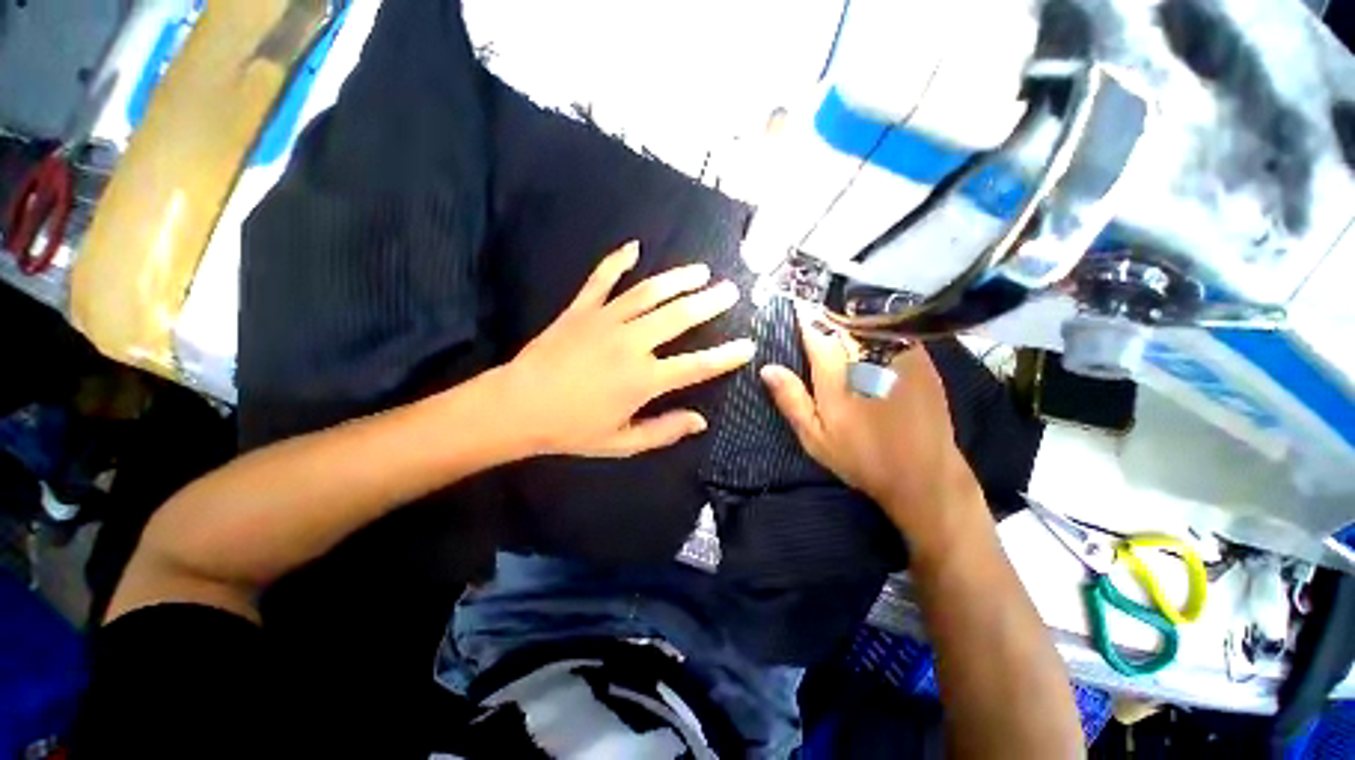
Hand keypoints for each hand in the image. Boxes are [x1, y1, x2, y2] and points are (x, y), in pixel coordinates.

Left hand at [500, 242, 754, 457]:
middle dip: (709, 302)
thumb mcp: (620, 443)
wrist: (519, 405)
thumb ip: (662, 431)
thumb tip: (699, 421)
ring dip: (677, 279)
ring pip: (649, 292)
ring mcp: (605, 320)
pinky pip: (602, 280)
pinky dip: (617, 261)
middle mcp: (632, 343)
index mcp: (644, 379)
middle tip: (730, 290)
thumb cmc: (570, 430)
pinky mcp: (581, 309)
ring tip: (700, 271)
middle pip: (679, 316)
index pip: (697, 365)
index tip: (748, 344)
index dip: (726, 355)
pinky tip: (633, 247)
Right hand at [760, 308, 981, 540]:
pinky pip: (894, 329)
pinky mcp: (919, 353)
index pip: (813, 328)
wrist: (922, 470)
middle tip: (824, 321)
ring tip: (852, 329)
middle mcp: (864, 351)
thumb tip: (768, 368)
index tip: (797, 309)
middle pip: (840, 319)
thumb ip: (793, 401)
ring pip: (868, 321)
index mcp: (834, 370)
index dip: (803, 317)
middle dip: (830, 317)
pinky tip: (881, 344)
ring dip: (856, 320)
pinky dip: (883, 330)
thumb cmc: (865, 459)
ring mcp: (895, 349)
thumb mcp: (818, 439)